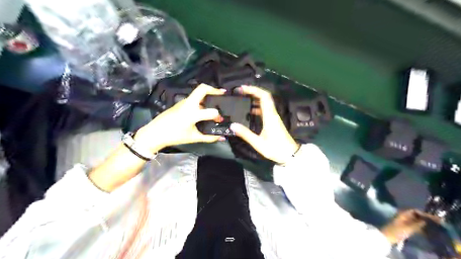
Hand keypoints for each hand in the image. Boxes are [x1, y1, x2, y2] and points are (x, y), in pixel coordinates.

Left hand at [135, 84, 224, 151]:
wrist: (154, 133)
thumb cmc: (174, 136)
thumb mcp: (193, 138)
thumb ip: (209, 137)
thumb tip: (222, 138)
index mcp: (191, 113)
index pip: (210, 111)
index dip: (218, 115)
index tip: (220, 119)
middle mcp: (188, 104)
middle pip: (202, 89)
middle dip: (214, 89)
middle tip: (223, 93)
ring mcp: (183, 102)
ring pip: (198, 92)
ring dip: (208, 94)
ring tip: (216, 100)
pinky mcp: (180, 103)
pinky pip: (194, 98)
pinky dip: (202, 99)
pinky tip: (205, 107)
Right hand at [230, 85, 298, 163]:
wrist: (290, 155)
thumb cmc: (276, 149)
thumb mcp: (258, 143)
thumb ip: (245, 134)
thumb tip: (232, 125)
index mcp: (270, 116)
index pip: (264, 97)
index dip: (254, 90)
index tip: (243, 89)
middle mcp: (272, 114)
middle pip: (264, 97)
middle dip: (252, 92)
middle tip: (239, 92)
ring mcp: (273, 117)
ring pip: (264, 103)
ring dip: (254, 99)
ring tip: (241, 100)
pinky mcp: (273, 122)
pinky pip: (265, 110)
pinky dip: (256, 108)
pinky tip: (249, 112)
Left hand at [381, 209, 440, 243]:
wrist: (387, 237)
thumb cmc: (396, 231)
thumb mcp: (408, 228)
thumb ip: (417, 224)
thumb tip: (427, 221)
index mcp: (402, 214)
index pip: (414, 211)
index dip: (424, 213)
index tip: (434, 218)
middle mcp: (403, 216)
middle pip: (415, 215)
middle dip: (425, 218)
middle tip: (437, 222)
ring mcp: (403, 221)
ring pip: (415, 220)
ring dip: (424, 222)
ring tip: (435, 226)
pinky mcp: (404, 227)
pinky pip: (414, 225)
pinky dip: (420, 226)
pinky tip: (427, 230)